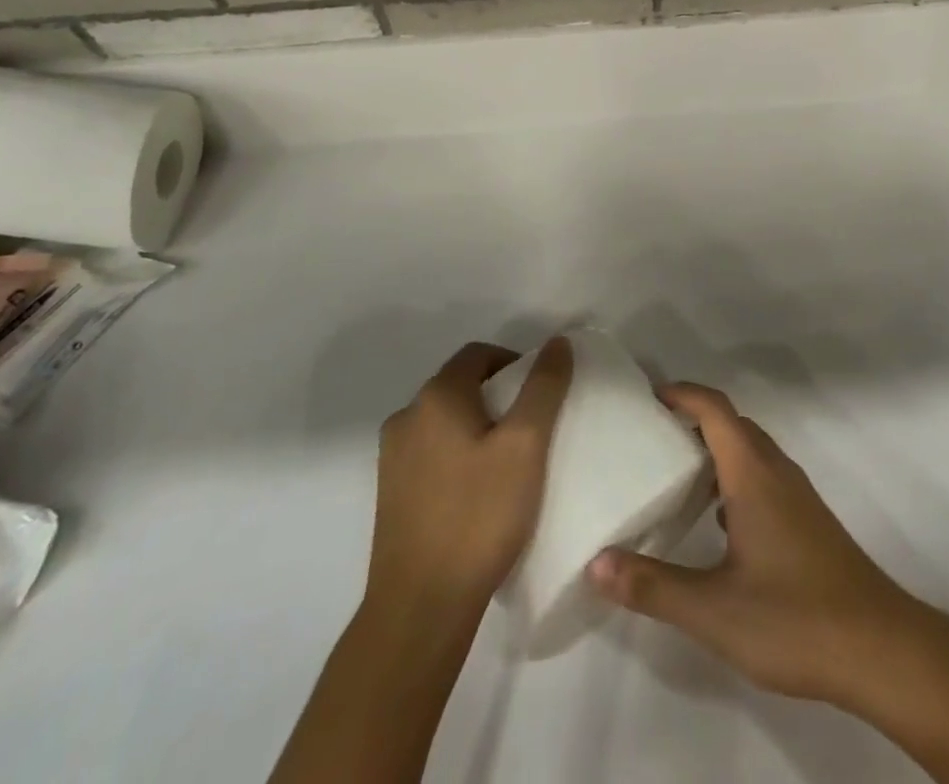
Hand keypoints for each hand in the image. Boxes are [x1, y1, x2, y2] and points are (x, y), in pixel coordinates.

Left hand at [368, 338, 572, 617]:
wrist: (420, 608)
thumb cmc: (478, 516)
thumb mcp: (526, 445)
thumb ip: (544, 387)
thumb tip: (557, 341)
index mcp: (435, 397)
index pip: (479, 354)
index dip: (515, 364)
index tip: (541, 397)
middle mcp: (406, 417)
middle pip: (461, 385)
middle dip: (499, 397)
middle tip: (532, 431)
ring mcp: (392, 458)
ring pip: (446, 422)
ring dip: (478, 428)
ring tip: (509, 464)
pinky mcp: (390, 494)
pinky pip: (432, 454)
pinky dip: (458, 456)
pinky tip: (479, 493)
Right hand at [585, 382, 922, 708]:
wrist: (879, 647)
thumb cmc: (794, 617)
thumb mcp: (714, 610)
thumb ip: (654, 586)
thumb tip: (597, 563)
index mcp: (753, 474)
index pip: (715, 410)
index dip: (683, 394)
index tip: (649, 396)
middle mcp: (777, 471)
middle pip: (733, 424)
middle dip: (694, 419)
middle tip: (652, 436)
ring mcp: (797, 496)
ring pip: (751, 451)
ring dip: (716, 449)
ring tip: (676, 475)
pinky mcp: (808, 521)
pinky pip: (764, 477)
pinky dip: (735, 478)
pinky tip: (718, 521)